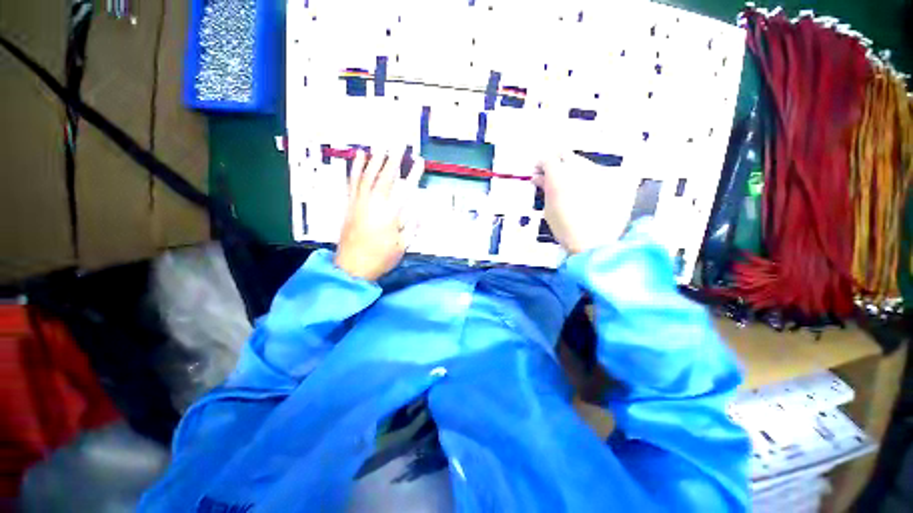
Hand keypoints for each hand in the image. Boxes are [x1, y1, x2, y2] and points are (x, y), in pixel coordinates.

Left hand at [334, 149, 424, 280]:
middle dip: (394, 159)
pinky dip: (356, 167)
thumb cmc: (381, 258)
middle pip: (386, 177)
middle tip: (400, 145)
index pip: (406, 190)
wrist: (352, 266)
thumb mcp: (403, 246)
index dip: (414, 175)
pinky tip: (359, 157)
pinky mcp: (350, 204)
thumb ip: (412, 228)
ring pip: (368, 175)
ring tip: (382, 146)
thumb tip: (421, 213)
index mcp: (391, 215)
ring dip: (376, 160)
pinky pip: (353, 182)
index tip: (420, 162)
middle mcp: (375, 204)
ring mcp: (360, 202)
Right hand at [532, 152, 639, 254]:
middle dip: (558, 163)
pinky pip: (603, 172)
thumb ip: (544, 188)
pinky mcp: (617, 177)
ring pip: (584, 163)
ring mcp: (600, 171)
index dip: (541, 165)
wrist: (594, 242)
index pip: (547, 158)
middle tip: (556, 177)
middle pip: (566, 154)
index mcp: (559, 174)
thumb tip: (539, 177)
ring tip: (576, 188)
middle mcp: (579, 167)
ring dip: (576, 170)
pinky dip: (596, 179)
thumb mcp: (549, 208)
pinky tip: (595, 192)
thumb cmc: (565, 228)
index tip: (540, 173)